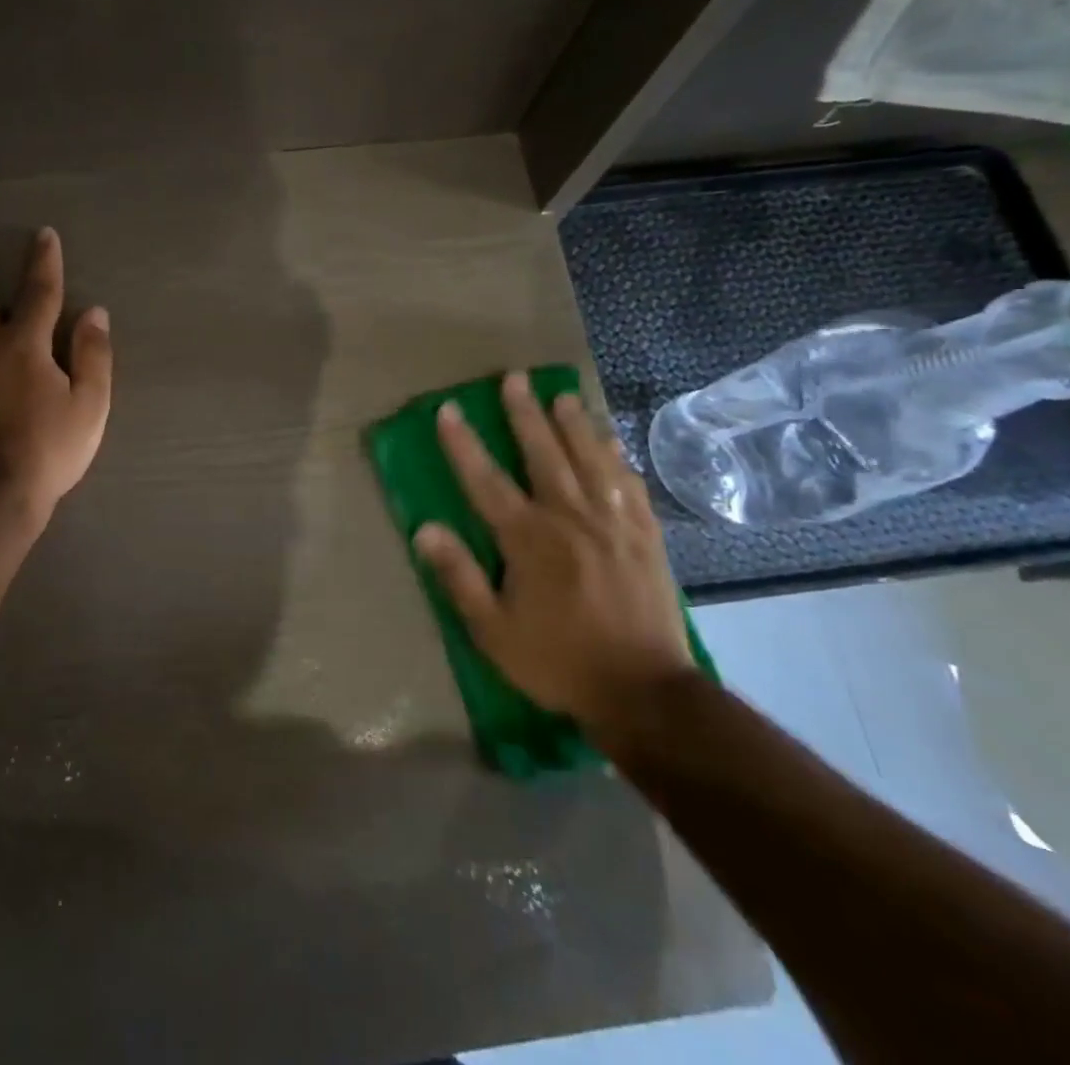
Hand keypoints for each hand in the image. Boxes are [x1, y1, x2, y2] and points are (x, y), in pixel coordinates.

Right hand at [415, 377, 694, 734]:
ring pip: (591, 460)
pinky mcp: (646, 537)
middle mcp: (570, 518)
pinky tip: (612, 442)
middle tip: (514, 378)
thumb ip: (458, 576)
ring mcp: (613, 524)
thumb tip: (424, 529)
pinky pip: (630, 486)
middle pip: (544, 454)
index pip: (486, 480)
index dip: (464, 444)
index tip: (449, 410)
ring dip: (574, 425)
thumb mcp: (493, 631)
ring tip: (563, 395)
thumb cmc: (558, 661)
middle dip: (525, 414)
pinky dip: (618, 459)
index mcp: (528, 539)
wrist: (644, 691)